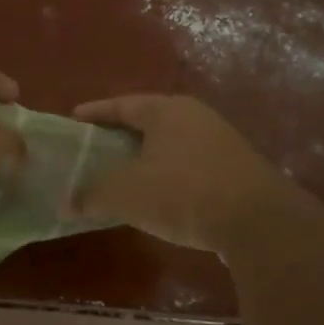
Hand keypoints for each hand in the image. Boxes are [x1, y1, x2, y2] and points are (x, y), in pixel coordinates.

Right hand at [67, 94, 294, 254]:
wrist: (257, 220)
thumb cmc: (182, 192)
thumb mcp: (126, 194)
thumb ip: (92, 195)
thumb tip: (66, 202)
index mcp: (166, 110)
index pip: (123, 104)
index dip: (96, 112)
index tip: (75, 118)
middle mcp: (195, 117)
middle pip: (149, 122)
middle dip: (121, 135)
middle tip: (96, 149)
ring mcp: (221, 142)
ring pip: (172, 144)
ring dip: (148, 158)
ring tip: (125, 175)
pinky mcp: (236, 170)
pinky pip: (191, 166)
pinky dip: (170, 176)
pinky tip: (161, 197)